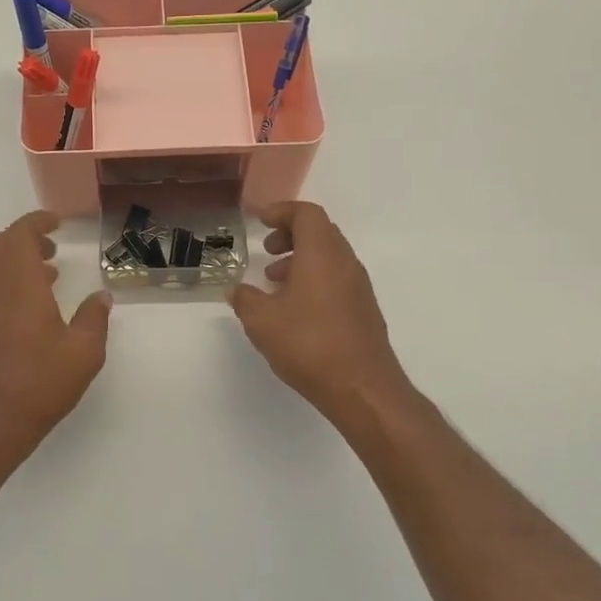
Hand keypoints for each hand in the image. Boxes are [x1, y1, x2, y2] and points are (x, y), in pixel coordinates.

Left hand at [0, 211, 111, 467]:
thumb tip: (102, 296)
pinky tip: (36, 305)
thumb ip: (95, 318)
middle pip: (0, 245)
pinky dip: (11, 280)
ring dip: (18, 260)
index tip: (57, 222)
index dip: (36, 222)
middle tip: (53, 245)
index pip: (19, 235)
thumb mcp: (84, 352)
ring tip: (51, 271)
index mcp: (20, 286)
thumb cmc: (40, 383)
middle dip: (26, 237)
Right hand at [230, 202, 410, 432]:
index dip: (282, 211)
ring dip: (301, 259)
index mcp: (322, 254)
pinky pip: (336, 279)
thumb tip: (236, 290)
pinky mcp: (364, 310)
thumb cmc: (309, 344)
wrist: (362, 388)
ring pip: (329, 257)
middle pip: (320, 232)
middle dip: (291, 235)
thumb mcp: (262, 321)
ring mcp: (359, 287)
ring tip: (275, 283)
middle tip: (267, 251)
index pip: (307, 214)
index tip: (261, 222)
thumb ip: (245, 299)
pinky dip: (314, 279)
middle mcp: (345, 263)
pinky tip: (295, 309)